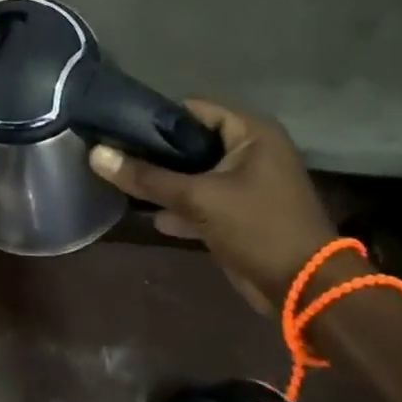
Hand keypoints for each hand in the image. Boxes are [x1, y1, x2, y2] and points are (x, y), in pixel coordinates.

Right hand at [88, 101, 345, 312]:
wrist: (305, 291)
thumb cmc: (258, 229)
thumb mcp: (198, 199)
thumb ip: (146, 177)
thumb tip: (95, 154)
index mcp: (251, 132)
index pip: (193, 109)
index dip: (156, 118)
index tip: (119, 128)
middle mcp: (251, 150)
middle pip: (191, 141)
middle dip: (155, 152)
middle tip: (116, 156)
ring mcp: (248, 182)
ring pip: (195, 172)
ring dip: (165, 181)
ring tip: (123, 182)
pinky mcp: (241, 212)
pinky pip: (203, 198)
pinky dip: (180, 205)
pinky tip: (148, 214)